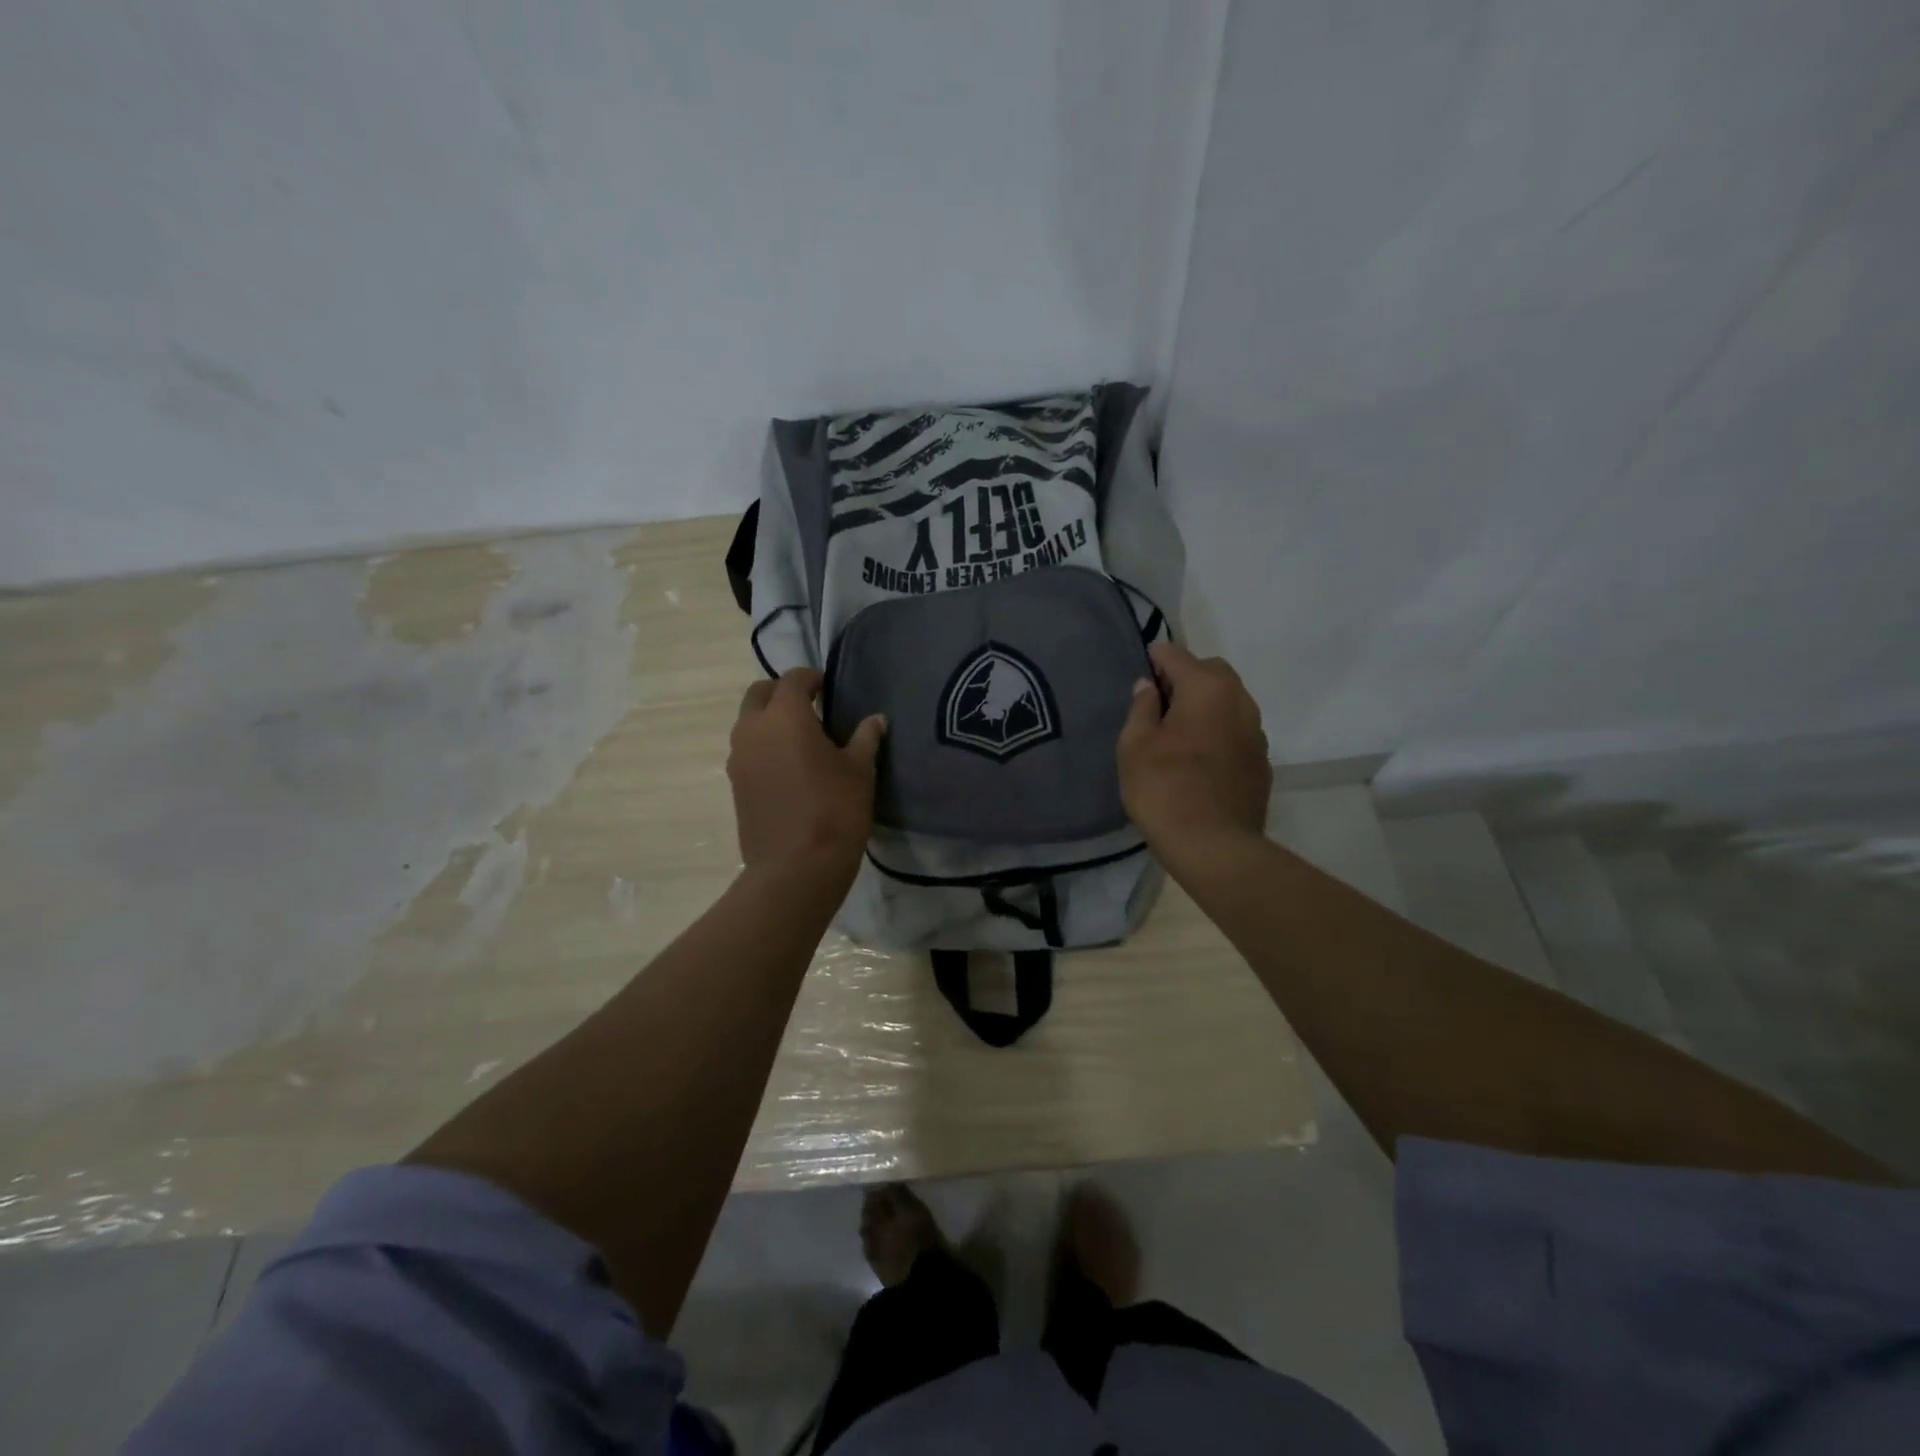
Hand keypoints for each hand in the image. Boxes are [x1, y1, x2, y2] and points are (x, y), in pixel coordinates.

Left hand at [728, 669, 885, 880]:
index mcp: (784, 716)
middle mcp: (752, 730)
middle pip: (759, 694)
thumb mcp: (860, 770)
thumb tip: (875, 719)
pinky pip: (747, 752)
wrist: (796, 868)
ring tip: (801, 740)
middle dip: (782, 693)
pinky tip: (789, 769)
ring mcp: (738, 759)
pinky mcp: (735, 786)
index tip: (828, 688)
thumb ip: (865, 738)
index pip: (793, 679)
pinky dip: (764, 748)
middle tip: (811, 707)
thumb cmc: (835, 810)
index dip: (811, 678)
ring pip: (749, 724)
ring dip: (770, 721)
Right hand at [1117, 642, 1270, 868]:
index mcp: (1207, 689)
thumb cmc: (1164, 789)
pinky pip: (1237, 729)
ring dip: (1205, 704)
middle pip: (1211, 672)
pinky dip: (1218, 730)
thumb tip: (1149, 686)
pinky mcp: (1261, 762)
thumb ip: (1141, 708)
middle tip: (1158, 702)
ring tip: (1177, 730)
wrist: (1214, 847)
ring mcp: (1257, 733)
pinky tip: (1198, 756)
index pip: (1177, 656)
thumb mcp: (1135, 746)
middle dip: (1186, 677)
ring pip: (1229, 701)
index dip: (1155, 658)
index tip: (1140, 669)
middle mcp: (1239, 701)